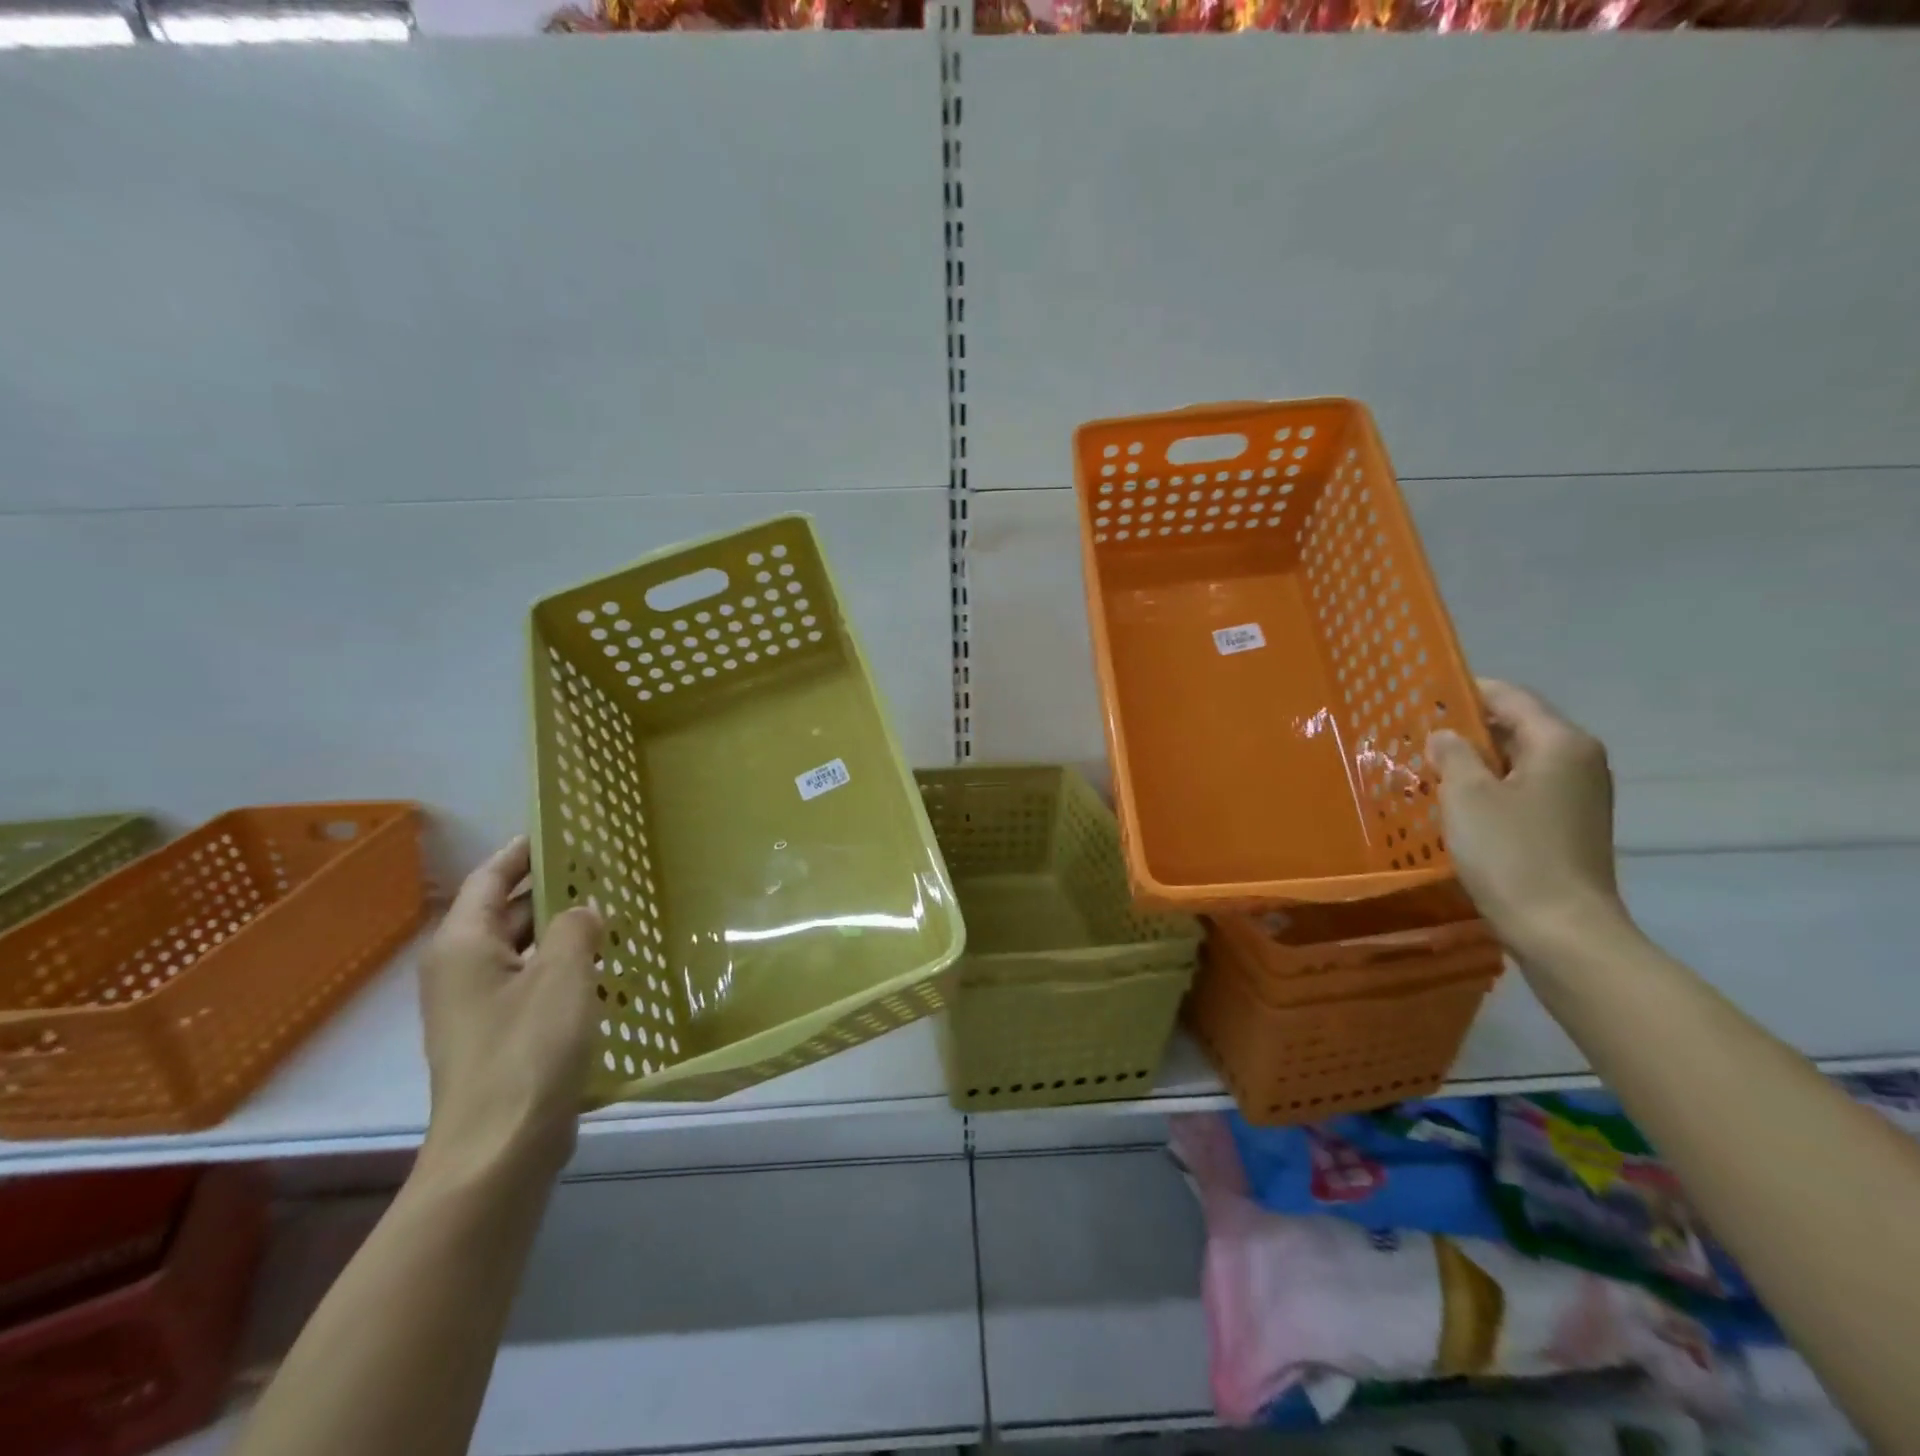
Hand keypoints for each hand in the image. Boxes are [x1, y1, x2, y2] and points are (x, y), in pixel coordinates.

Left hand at [417, 837, 602, 1184]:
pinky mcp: (501, 1038)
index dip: (523, 851)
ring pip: (525, 952)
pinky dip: (565, 970)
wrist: (500, 1150)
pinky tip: (608, 971)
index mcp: (463, 946)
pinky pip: (534, 985)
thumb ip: (576, 928)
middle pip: (507, 914)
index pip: (490, 878)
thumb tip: (584, 909)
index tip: (560, 830)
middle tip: (605, 871)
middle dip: (554, 892)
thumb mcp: (563, 974)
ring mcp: (479, 1008)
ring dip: (565, 934)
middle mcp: (462, 971)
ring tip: (615, 915)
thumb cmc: (528, 1050)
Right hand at [1426, 680, 1628, 958]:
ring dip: (1474, 762)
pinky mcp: (1567, 825)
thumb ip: (1452, 753)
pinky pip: (1522, 790)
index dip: (1464, 691)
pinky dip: (1489, 788)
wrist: (1561, 929)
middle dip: (1465, 729)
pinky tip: (1454, 803)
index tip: (1420, 695)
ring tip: (1426, 768)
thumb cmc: (1511, 853)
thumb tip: (1446, 734)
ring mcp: (1577, 796)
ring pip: (1516, 761)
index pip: (1509, 697)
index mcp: (1560, 743)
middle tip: (1414, 735)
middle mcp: (1578, 761)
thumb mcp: (1466, 795)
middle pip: (1515, 728)